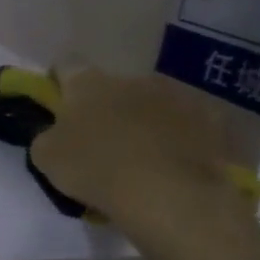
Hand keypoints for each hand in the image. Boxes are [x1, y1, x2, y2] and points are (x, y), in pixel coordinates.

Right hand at [29, 69, 238, 234]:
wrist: (170, 194)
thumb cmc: (96, 168)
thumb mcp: (46, 157)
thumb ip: (47, 136)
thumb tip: (55, 133)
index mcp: (89, 83)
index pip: (65, 65)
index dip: (58, 82)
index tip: (57, 104)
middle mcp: (133, 79)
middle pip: (113, 87)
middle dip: (105, 107)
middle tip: (98, 141)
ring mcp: (177, 96)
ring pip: (151, 104)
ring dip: (142, 122)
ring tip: (139, 158)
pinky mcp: (212, 121)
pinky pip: (186, 126)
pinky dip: (177, 139)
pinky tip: (171, 166)